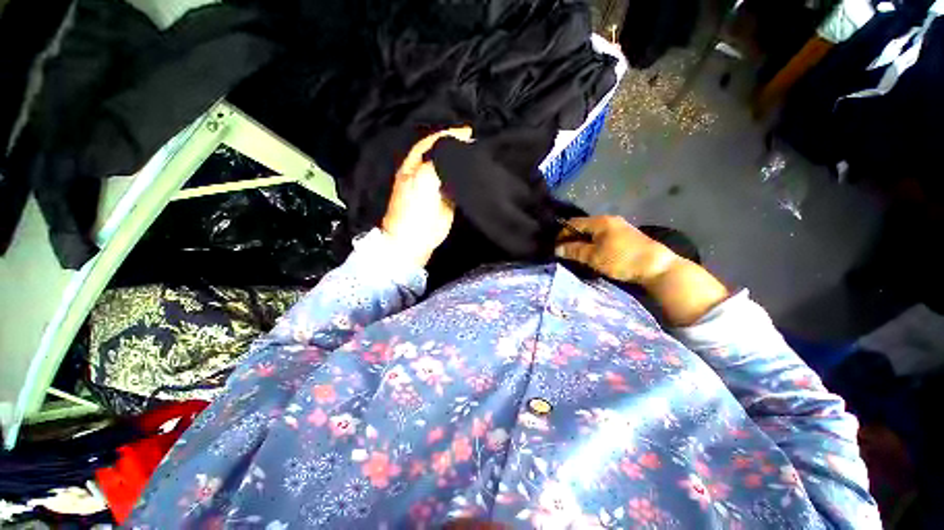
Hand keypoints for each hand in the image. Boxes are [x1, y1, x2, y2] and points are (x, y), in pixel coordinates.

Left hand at [381, 127, 472, 267]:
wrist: (414, 240)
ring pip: (451, 170)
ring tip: (480, 156)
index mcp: (414, 166)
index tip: (468, 132)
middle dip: (458, 148)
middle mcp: (424, 173)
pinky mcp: (446, 201)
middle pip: (443, 155)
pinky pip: (457, 185)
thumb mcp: (422, 181)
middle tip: (477, 144)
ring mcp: (436, 187)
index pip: (432, 143)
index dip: (448, 136)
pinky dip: (466, 179)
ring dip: (463, 163)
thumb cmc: (414, 210)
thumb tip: (455, 151)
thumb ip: (438, 163)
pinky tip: (476, 174)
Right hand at [557, 216, 728, 325]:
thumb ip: (574, 251)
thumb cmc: (621, 260)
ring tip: (576, 254)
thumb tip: (557, 248)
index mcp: (600, 221)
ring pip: (593, 233)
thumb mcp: (594, 256)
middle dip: (572, 238)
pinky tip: (592, 254)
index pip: (573, 223)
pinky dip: (593, 243)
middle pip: (583, 227)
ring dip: (583, 242)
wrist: (656, 267)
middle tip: (564, 251)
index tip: (555, 246)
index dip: (562, 234)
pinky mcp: (625, 237)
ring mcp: (619, 227)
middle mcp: (609, 220)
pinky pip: (602, 237)